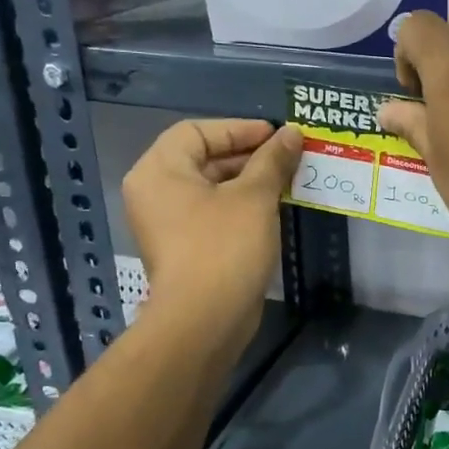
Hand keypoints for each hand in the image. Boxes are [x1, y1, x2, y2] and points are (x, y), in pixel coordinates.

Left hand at [121, 119, 300, 348]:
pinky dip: (240, 206)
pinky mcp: (183, 248)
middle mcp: (155, 193)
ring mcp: (167, 224)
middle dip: (248, 155)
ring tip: (287, 180)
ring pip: (210, 188)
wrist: (205, 320)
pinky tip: (273, 209)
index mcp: (159, 171)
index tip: (277, 135)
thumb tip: (293, 132)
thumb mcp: (254, 197)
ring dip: (248, 181)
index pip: (197, 131)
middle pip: (202, 158)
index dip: (239, 129)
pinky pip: (212, 213)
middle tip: (288, 157)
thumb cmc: (225, 247)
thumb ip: (273, 160)